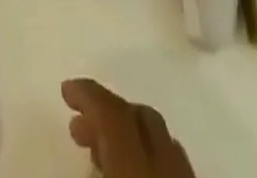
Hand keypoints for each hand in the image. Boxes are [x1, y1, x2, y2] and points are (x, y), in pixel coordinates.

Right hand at [62, 79, 195, 177]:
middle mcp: (170, 161)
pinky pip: (175, 163)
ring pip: (163, 138)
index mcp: (138, 161)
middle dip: (110, 110)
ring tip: (103, 149)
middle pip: (143, 117)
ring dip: (132, 132)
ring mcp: (190, 176)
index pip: (114, 111)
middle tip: (80, 124)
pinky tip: (135, 169)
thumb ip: (91, 153)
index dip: (88, 93)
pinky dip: (152, 155)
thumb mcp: (111, 170)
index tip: (66, 88)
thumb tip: (74, 124)